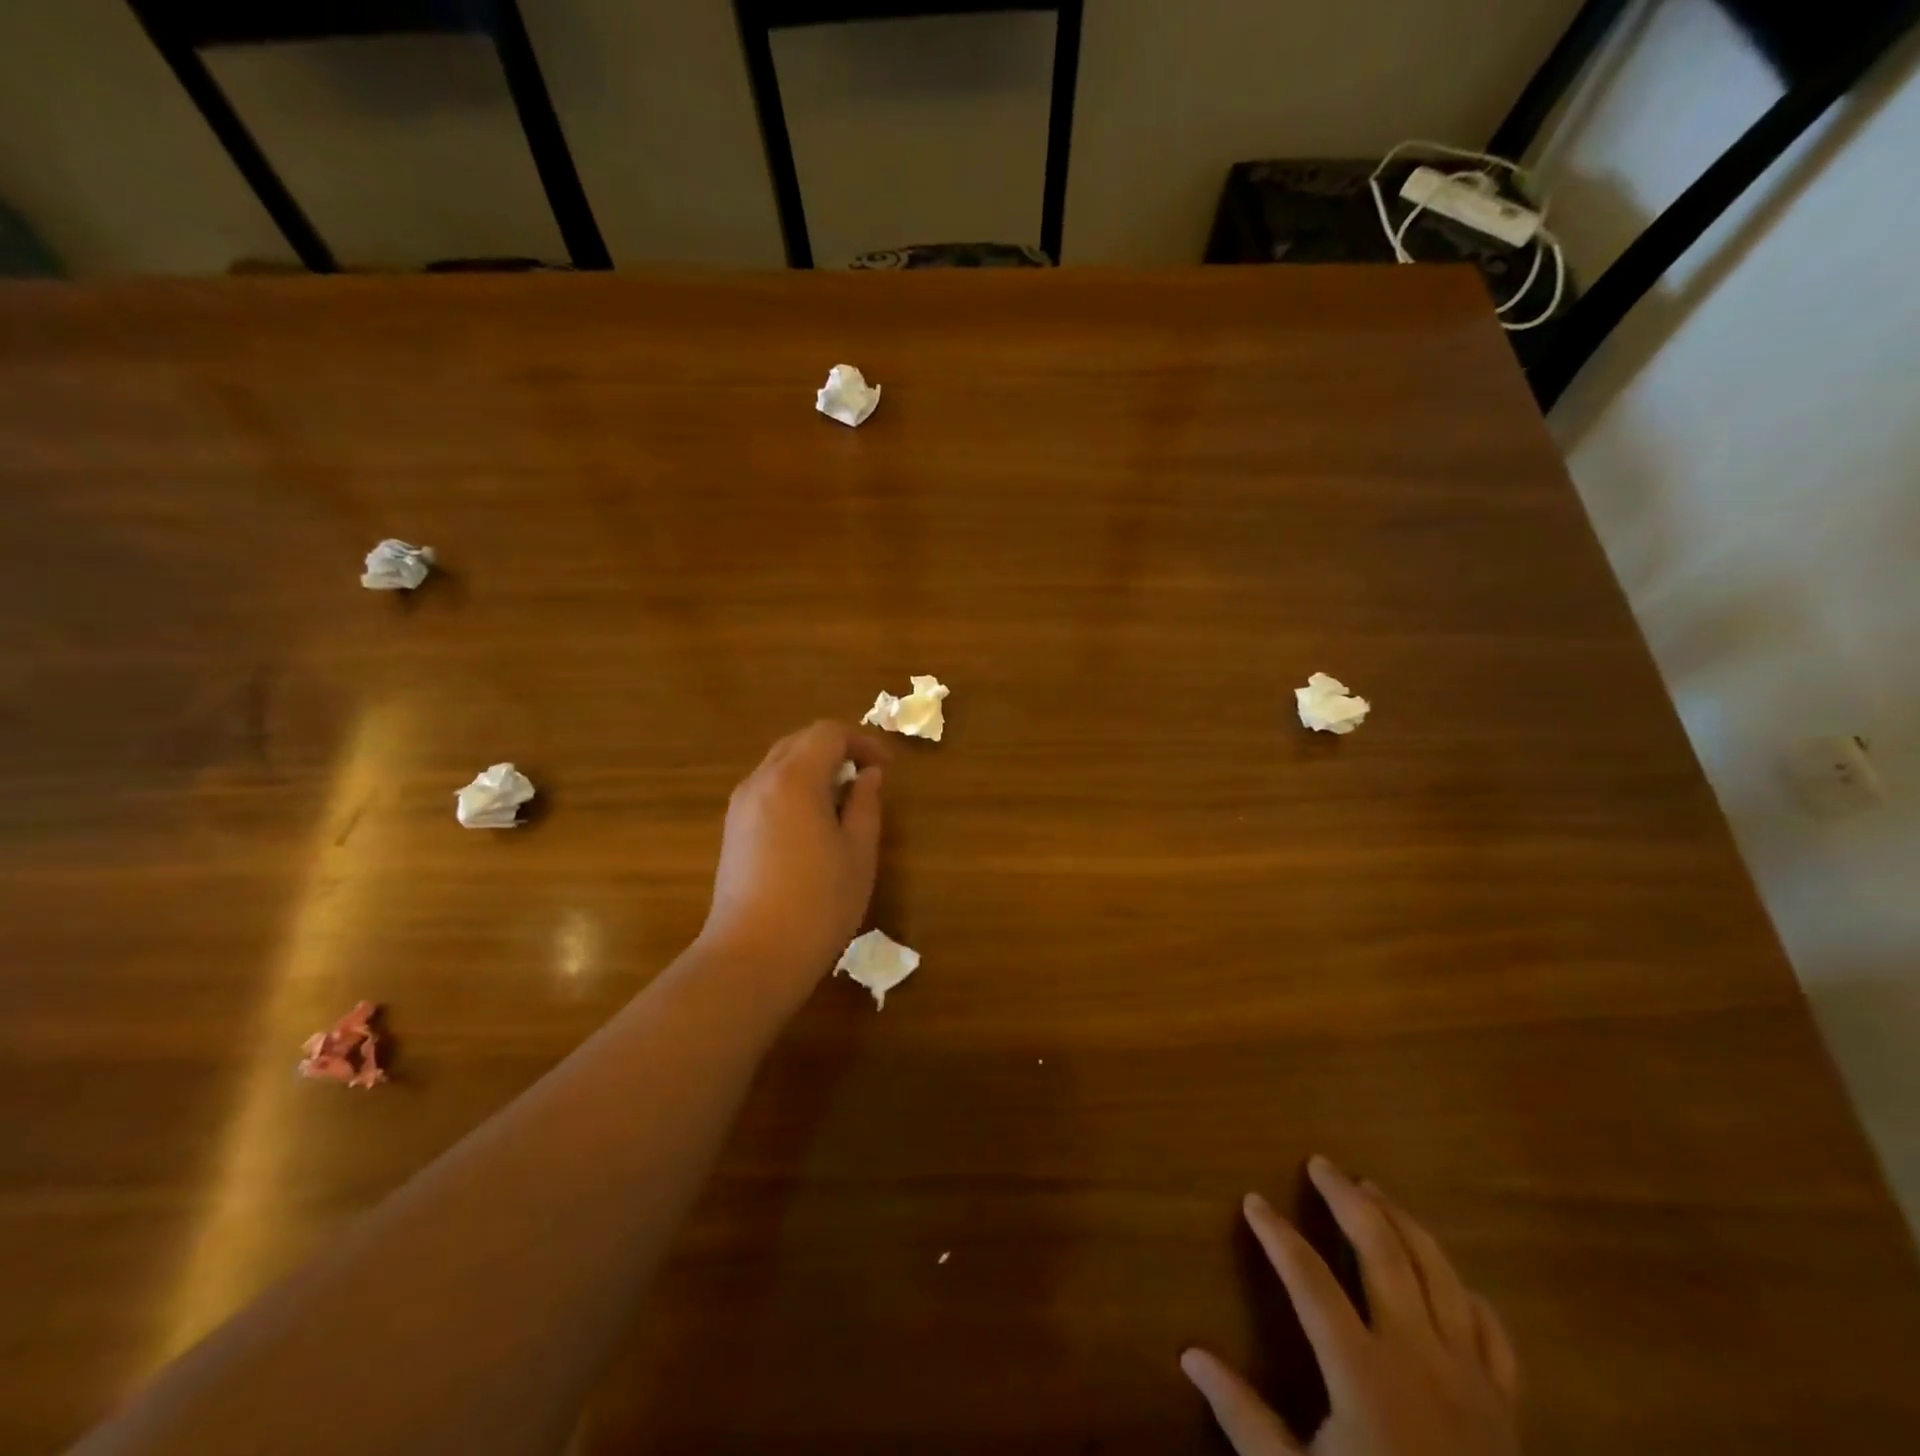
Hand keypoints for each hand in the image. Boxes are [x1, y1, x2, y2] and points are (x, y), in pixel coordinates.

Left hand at [696, 720, 889, 993]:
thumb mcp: (859, 852)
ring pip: (780, 764)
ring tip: (843, 803)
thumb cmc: (818, 904)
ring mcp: (740, 806)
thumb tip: (868, 775)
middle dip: (837, 750)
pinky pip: (767, 789)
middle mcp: (760, 781)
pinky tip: (813, 825)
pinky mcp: (732, 830)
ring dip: (814, 769)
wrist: (752, 957)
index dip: (862, 741)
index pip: (828, 732)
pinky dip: (794, 789)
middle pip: (800, 742)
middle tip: (867, 779)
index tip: (886, 767)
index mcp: (794, 779)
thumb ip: (866, 804)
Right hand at [1182, 1157, 1519, 1455]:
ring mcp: (1471, 1381)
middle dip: (1347, 1201)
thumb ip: (1243, 1416)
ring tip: (1374, 1191)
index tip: (1253, 1200)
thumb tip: (1189, 1354)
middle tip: (1321, 1164)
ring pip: (1439, 1275)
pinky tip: (1448, 1277)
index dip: (1277, 1235)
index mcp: (1365, 1375)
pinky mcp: (1507, 1410)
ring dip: (1404, 1224)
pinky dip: (1467, 1293)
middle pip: (1382, 1254)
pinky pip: (1493, 1334)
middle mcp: (1420, 1361)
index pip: (1309, 1281)